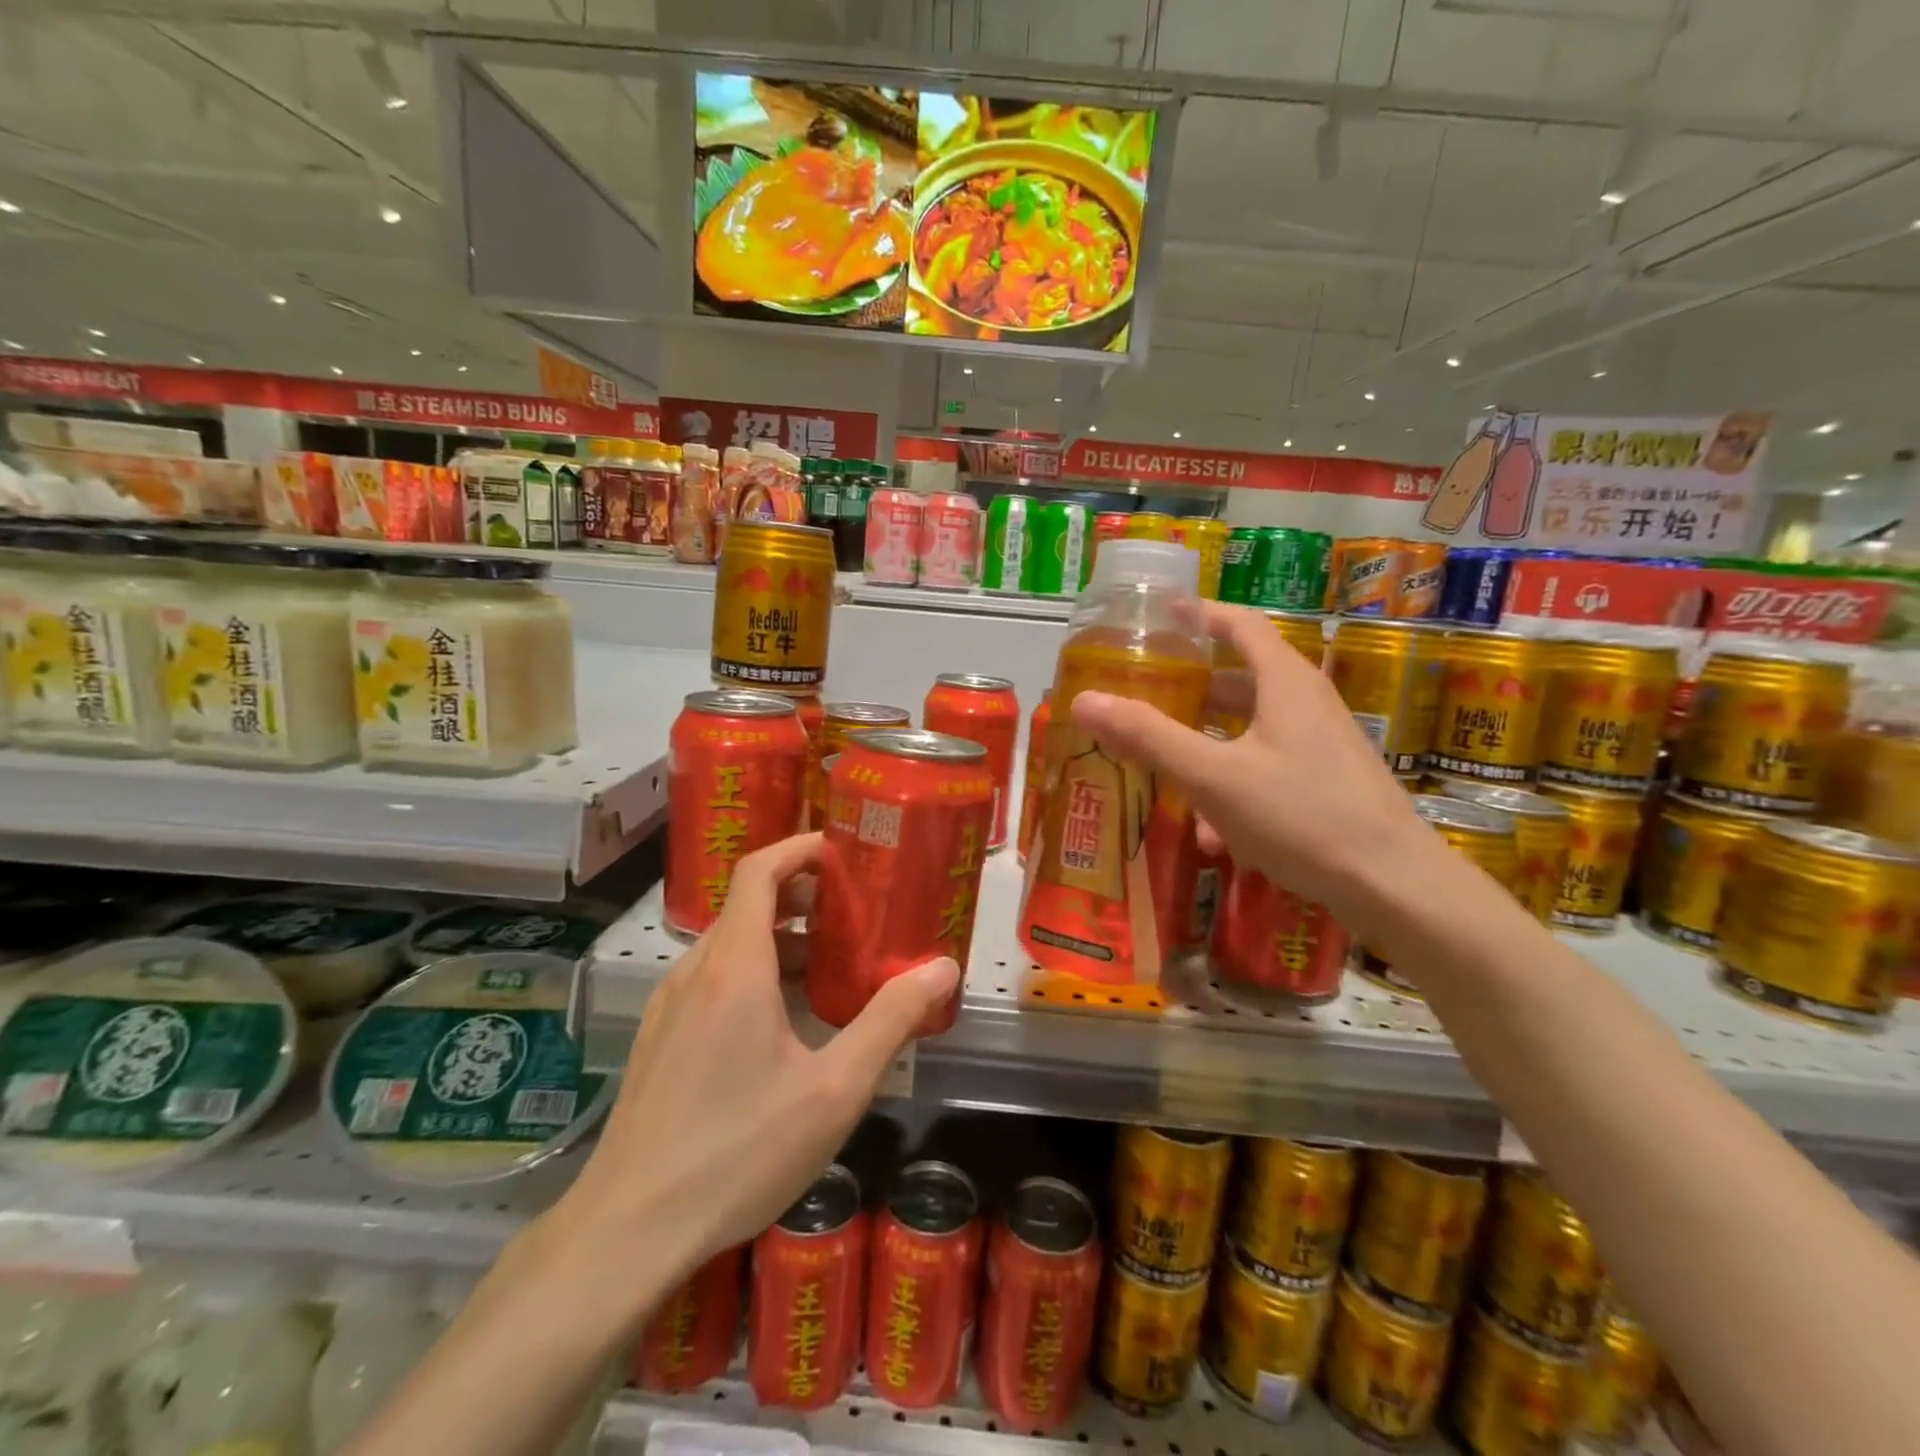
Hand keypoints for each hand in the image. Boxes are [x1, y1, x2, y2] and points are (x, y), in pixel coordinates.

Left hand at [559, 833, 960, 1277]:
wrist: (628, 1231)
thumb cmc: (738, 1152)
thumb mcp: (834, 1090)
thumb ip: (891, 1021)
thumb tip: (942, 968)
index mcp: (735, 966)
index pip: (759, 870)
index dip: (800, 849)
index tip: (845, 853)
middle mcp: (696, 971)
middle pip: (749, 904)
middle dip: (804, 896)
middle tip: (856, 912)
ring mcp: (670, 1005)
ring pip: (730, 944)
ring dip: (782, 938)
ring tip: (832, 966)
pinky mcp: (660, 1038)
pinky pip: (713, 978)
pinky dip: (755, 970)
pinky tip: (785, 1021)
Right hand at [1073, 602, 1430, 921]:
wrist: (1394, 886)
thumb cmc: (1301, 816)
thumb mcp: (1212, 776)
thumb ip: (1148, 737)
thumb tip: (1084, 701)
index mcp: (1285, 682)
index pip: (1240, 624)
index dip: (1199, 614)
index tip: (1161, 615)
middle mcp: (1308, 702)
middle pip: (1241, 679)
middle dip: (1192, 690)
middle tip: (1148, 695)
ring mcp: (1323, 743)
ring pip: (1251, 731)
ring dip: (1208, 748)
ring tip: (1167, 774)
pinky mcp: (1329, 782)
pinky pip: (1268, 768)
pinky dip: (1235, 785)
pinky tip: (1215, 835)